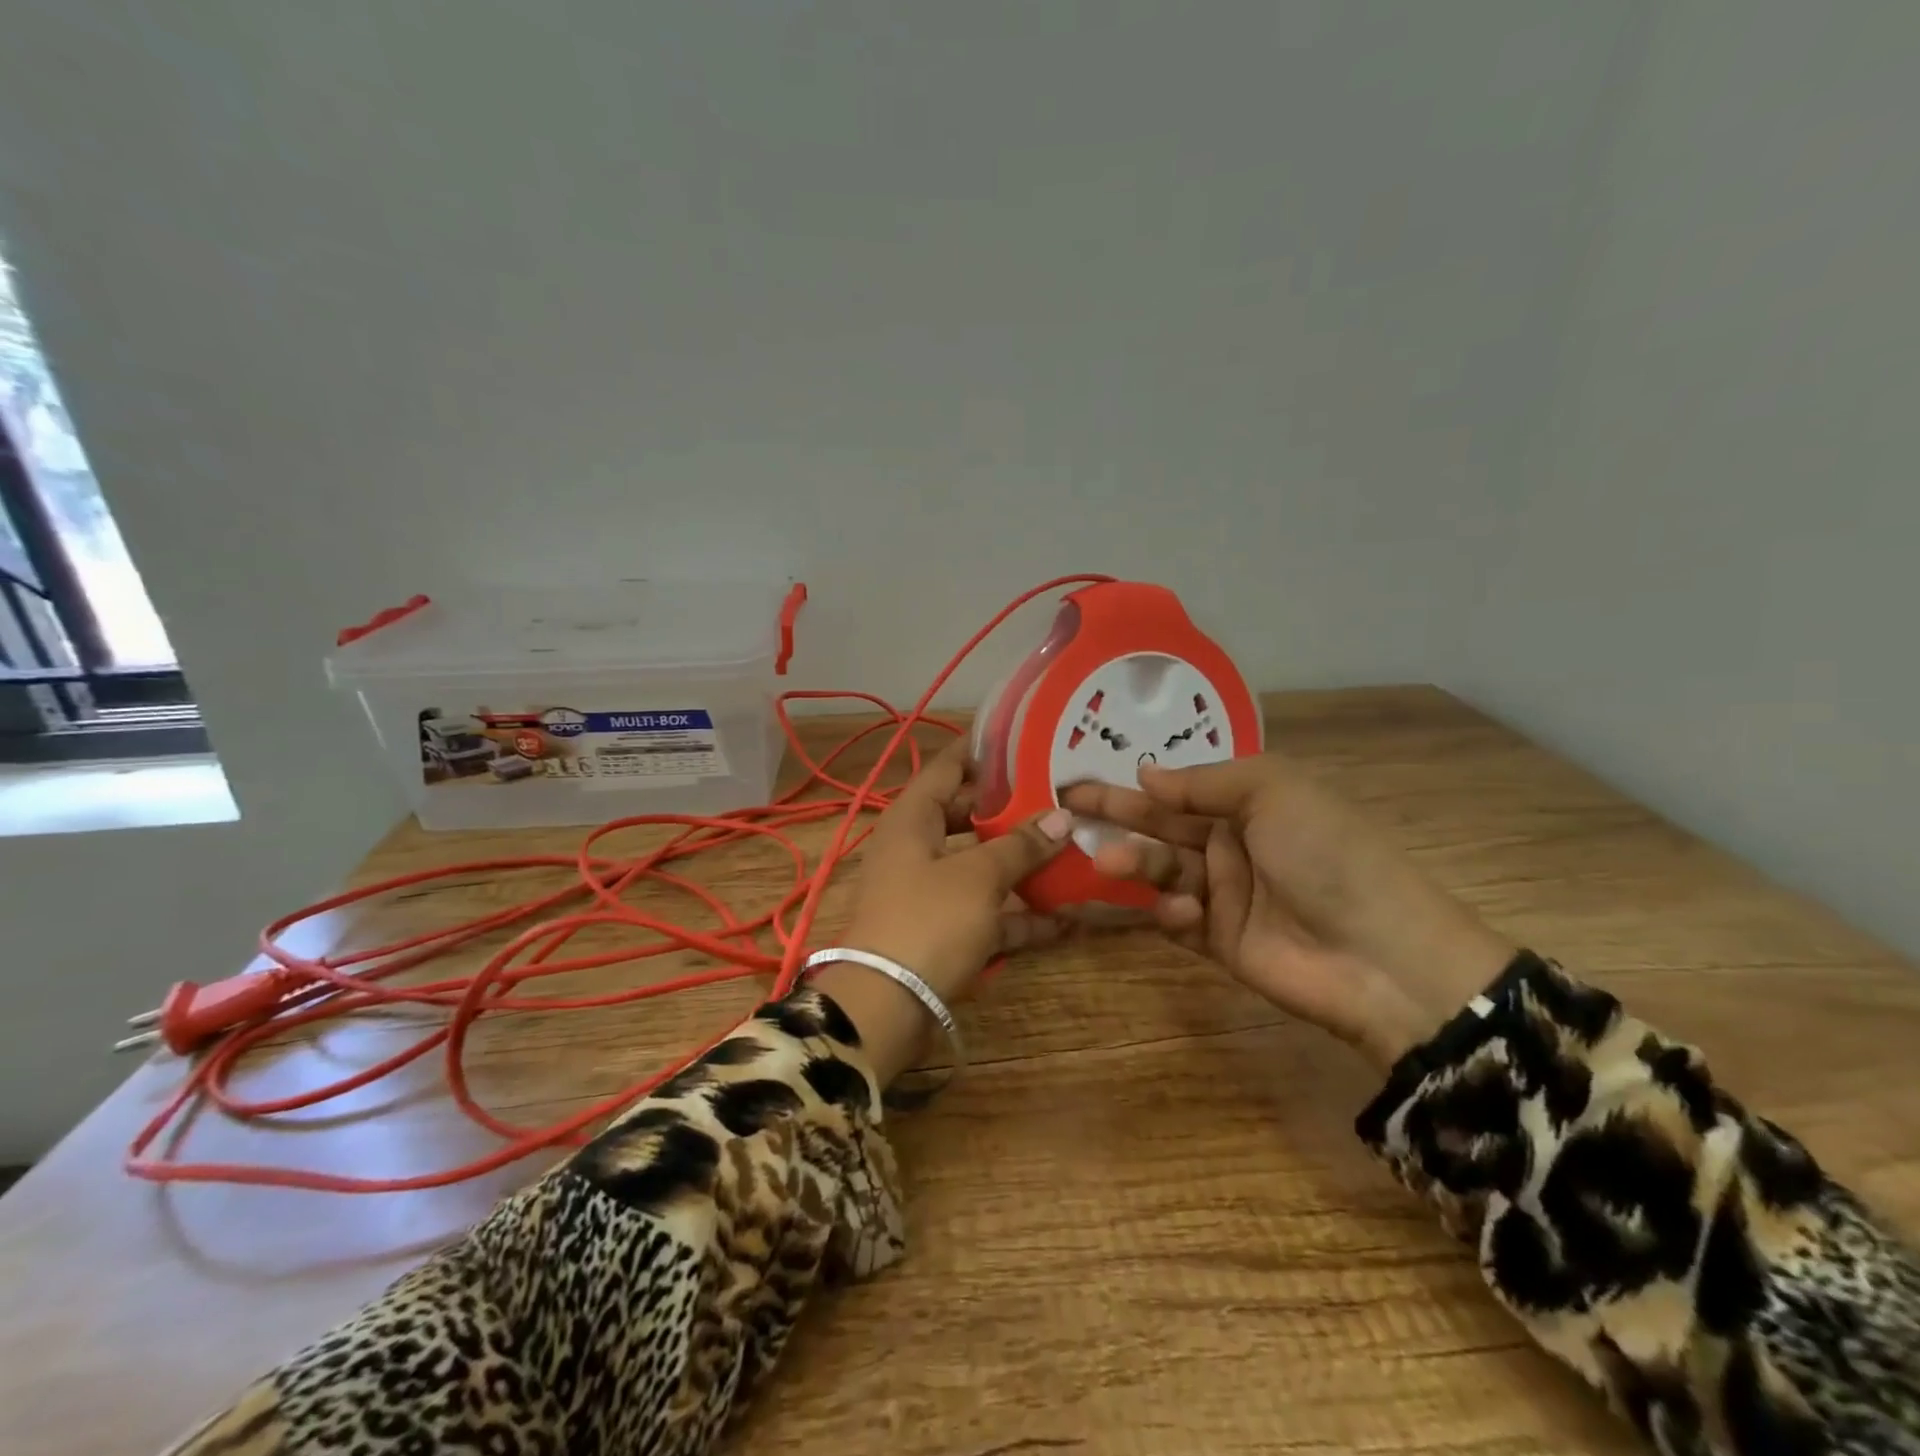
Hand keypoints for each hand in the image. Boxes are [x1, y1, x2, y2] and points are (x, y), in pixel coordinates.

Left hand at [820, 739, 1072, 1081]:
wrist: (885, 1007)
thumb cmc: (927, 921)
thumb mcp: (978, 877)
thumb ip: (1020, 845)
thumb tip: (1062, 817)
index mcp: (912, 818)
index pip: (947, 767)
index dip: (983, 751)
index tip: (1027, 740)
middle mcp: (916, 848)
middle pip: (967, 816)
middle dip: (1013, 810)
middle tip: (1061, 796)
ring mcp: (929, 892)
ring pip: (981, 866)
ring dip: (1023, 865)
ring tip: (1075, 852)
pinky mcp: (942, 932)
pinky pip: (986, 912)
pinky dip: (1020, 915)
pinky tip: (1067, 918)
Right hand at [1062, 754, 1514, 1068]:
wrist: (1380, 955)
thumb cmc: (1327, 854)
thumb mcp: (1274, 790)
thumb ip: (1205, 781)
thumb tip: (1146, 773)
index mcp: (1250, 803)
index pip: (1178, 788)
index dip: (1132, 783)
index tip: (1082, 777)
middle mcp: (1233, 844)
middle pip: (1161, 827)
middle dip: (1117, 818)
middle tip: (1066, 809)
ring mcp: (1225, 895)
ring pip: (1162, 873)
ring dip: (1136, 866)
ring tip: (1109, 863)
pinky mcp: (1220, 942)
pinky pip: (1178, 921)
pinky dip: (1170, 914)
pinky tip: (1184, 913)